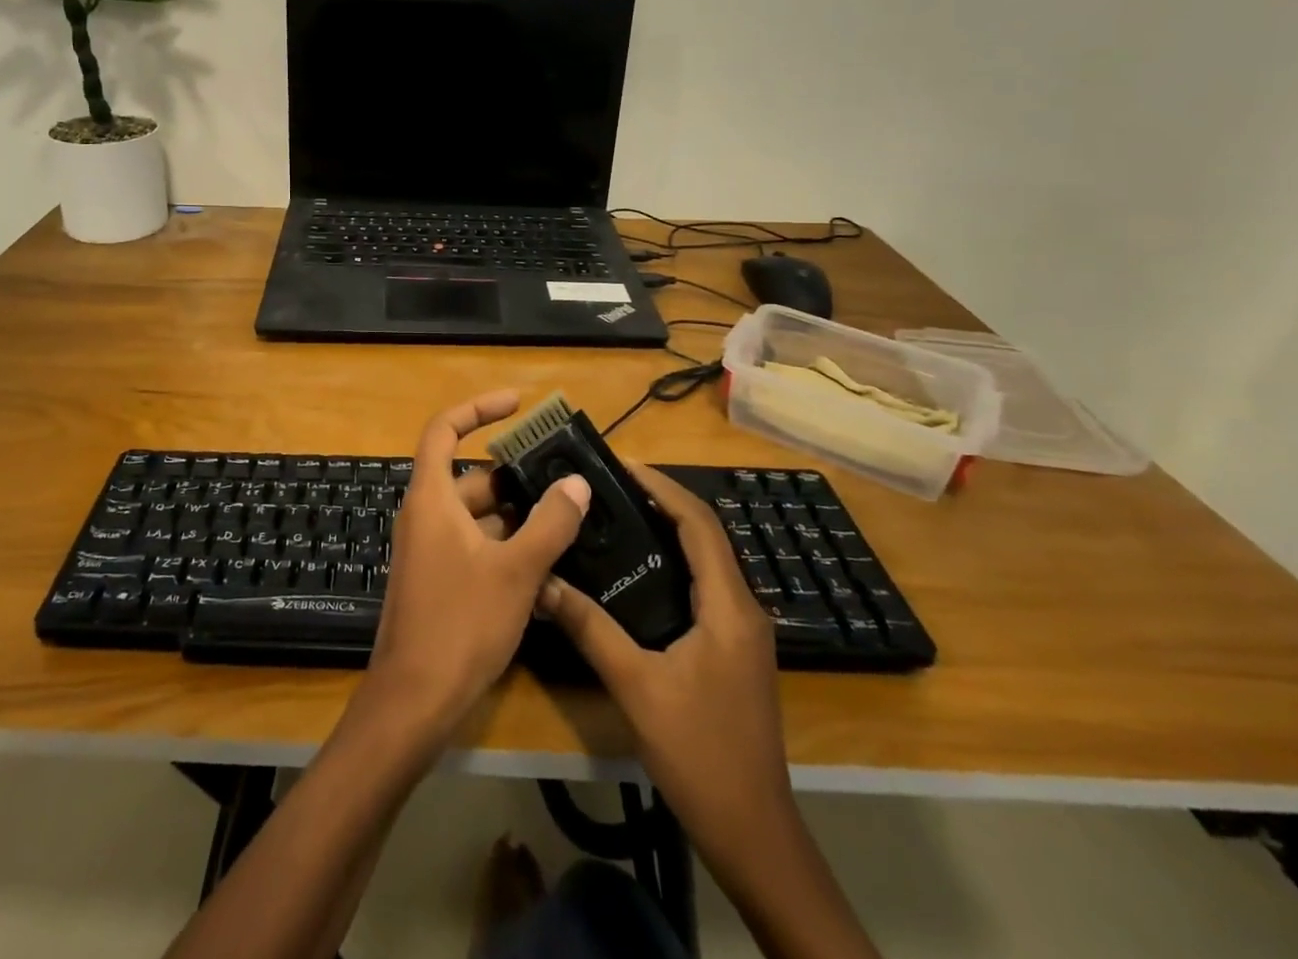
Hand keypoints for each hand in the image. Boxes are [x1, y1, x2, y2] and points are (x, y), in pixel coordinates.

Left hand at [362, 390, 591, 742]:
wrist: (414, 701)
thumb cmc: (461, 624)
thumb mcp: (516, 571)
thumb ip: (550, 524)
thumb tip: (576, 483)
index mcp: (431, 498)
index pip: (445, 430)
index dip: (478, 408)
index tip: (517, 404)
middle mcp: (426, 515)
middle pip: (471, 477)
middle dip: (516, 476)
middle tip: (564, 478)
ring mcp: (430, 550)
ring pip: (478, 516)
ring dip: (517, 516)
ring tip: (568, 520)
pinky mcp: (438, 580)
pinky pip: (476, 546)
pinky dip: (507, 546)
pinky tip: (548, 565)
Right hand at [538, 457, 789, 817]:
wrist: (754, 833)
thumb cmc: (699, 752)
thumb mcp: (636, 686)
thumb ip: (590, 628)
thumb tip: (543, 583)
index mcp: (728, 606)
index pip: (700, 524)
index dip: (664, 488)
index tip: (623, 465)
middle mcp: (744, 609)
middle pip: (707, 536)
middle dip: (664, 502)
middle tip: (613, 485)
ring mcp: (744, 633)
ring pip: (708, 562)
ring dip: (671, 532)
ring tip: (620, 515)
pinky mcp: (736, 652)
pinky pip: (706, 588)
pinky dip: (676, 564)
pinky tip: (640, 574)